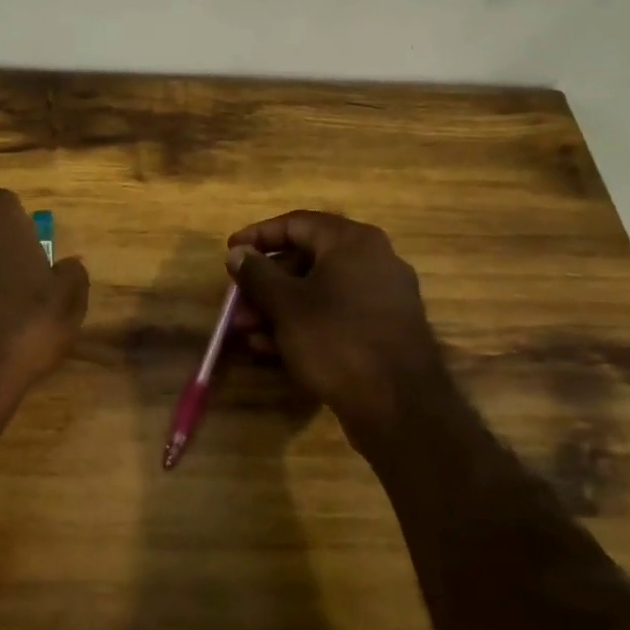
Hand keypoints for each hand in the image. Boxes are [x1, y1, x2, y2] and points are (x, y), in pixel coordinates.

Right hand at [226, 211, 450, 429]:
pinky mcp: (384, 329)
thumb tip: (238, 253)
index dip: (258, 236)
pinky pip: (335, 314)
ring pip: (318, 290)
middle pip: (306, 258)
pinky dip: (304, 323)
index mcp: (352, 242)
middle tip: (237, 302)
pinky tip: (273, 348)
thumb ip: (257, 273)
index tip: (230, 253)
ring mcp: (383, 296)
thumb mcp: (285, 305)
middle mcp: (373, 260)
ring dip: (278, 307)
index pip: (296, 223)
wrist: (399, 406)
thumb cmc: (336, 341)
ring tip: (247, 331)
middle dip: (265, 281)